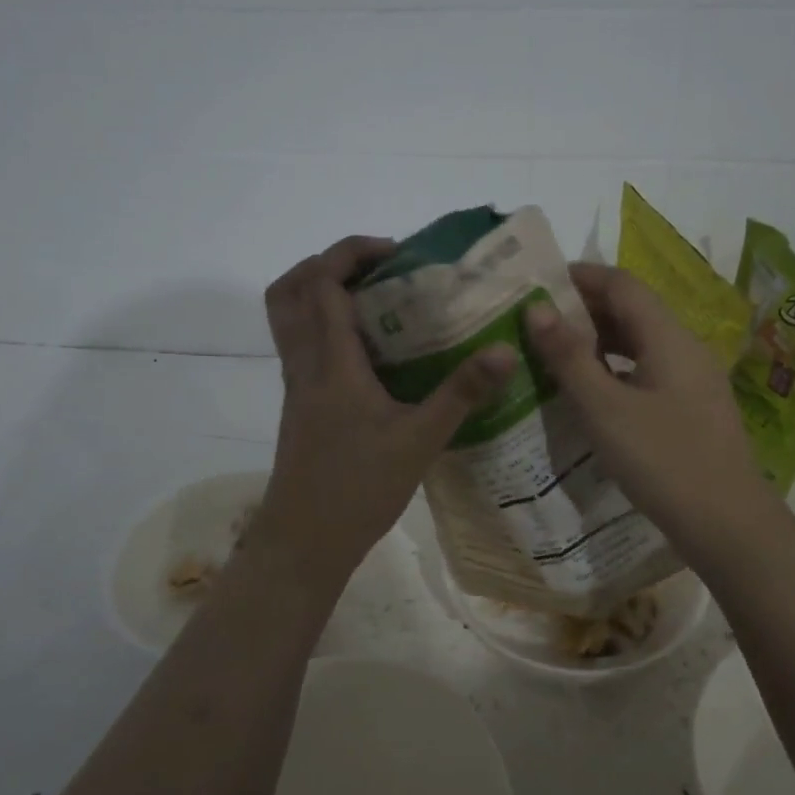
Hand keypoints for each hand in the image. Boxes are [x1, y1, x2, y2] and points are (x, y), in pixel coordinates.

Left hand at [252, 236, 515, 584]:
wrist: (304, 542)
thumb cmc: (357, 488)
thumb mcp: (420, 440)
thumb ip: (462, 393)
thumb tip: (505, 349)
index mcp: (330, 362)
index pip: (323, 283)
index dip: (351, 253)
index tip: (396, 254)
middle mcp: (303, 364)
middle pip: (289, 290)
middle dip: (327, 264)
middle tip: (377, 271)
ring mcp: (296, 386)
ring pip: (289, 320)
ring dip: (321, 295)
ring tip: (375, 304)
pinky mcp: (299, 407)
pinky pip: (301, 348)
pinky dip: (325, 330)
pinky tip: (371, 355)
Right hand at [525, 263, 769, 553]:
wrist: (727, 524)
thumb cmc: (662, 461)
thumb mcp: (604, 409)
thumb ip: (569, 357)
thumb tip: (536, 309)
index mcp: (668, 337)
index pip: (622, 284)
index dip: (581, 276)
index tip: (538, 283)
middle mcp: (686, 348)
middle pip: (634, 310)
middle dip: (587, 308)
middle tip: (539, 321)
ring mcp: (694, 379)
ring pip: (642, 342)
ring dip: (601, 340)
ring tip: (557, 353)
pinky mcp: (693, 408)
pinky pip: (650, 370)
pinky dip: (617, 368)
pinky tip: (593, 391)